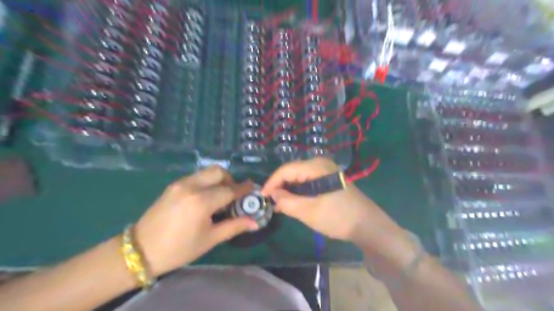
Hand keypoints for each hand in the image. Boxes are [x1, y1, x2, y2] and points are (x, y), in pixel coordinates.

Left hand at [134, 166, 259, 275]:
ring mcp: (180, 183)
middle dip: (230, 180)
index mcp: (201, 202)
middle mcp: (191, 186)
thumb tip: (255, 222)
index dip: (243, 189)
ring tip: (220, 196)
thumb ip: (234, 226)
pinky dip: (207, 182)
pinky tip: (205, 197)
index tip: (252, 187)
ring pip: (207, 172)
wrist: (140, 250)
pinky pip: (196, 177)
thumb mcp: (209, 239)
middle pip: (218, 171)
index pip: (229, 190)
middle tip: (234, 194)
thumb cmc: (178, 249)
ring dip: (218, 179)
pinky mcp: (173, 185)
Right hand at [262, 156, 405, 248]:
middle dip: (280, 187)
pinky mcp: (329, 180)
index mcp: (316, 166)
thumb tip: (273, 195)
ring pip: (300, 178)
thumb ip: (286, 202)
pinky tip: (294, 202)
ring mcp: (326, 171)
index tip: (262, 197)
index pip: (286, 169)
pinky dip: (299, 192)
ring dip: (289, 190)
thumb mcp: (308, 211)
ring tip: (279, 205)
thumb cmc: (338, 217)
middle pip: (293, 172)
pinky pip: (308, 182)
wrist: (368, 225)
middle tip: (270, 203)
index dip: (272, 182)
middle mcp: (320, 164)